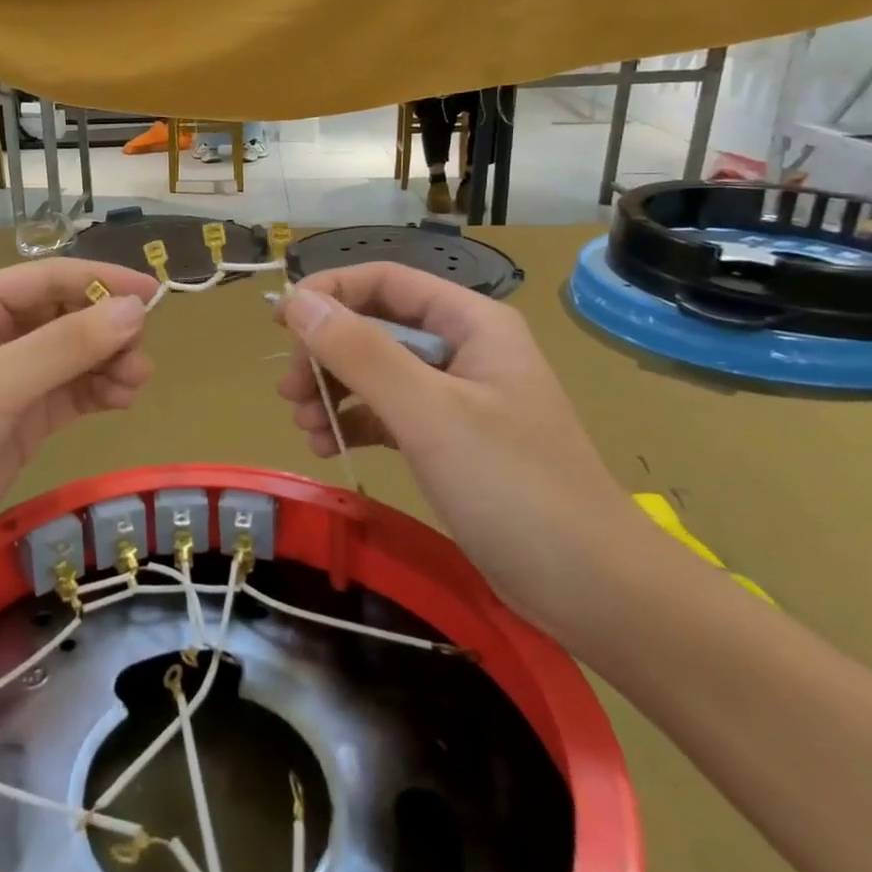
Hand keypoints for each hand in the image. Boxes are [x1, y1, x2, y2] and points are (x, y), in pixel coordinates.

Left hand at [0, 258, 157, 606]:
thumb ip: (66, 346)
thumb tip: (135, 309)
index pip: (48, 279)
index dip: (101, 280)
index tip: (154, 293)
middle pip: (65, 315)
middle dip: (106, 329)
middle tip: (139, 356)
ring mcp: (8, 381)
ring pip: (73, 356)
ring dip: (108, 362)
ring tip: (134, 384)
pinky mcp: (21, 421)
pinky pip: (70, 392)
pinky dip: (98, 391)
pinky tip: (122, 399)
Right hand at [274, 264, 655, 644]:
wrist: (592, 589)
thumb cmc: (514, 487)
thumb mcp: (429, 414)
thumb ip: (361, 353)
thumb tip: (296, 302)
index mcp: (471, 323)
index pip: (384, 281)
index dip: (328, 293)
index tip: (278, 324)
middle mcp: (463, 348)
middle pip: (375, 326)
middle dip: (326, 353)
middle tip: (290, 392)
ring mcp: (457, 397)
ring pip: (376, 372)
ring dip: (334, 391)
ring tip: (304, 426)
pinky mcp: (450, 441)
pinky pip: (388, 414)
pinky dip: (354, 424)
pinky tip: (328, 447)